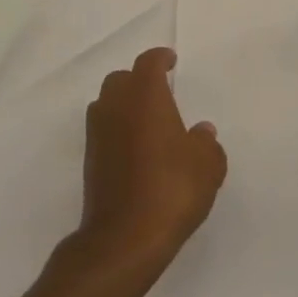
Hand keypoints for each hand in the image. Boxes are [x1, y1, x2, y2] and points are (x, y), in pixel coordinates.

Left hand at [77, 48, 226, 279]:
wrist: (125, 238)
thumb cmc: (171, 189)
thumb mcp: (207, 165)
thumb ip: (206, 143)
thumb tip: (201, 132)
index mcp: (145, 96)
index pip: (148, 63)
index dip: (160, 58)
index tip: (171, 61)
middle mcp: (116, 106)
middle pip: (121, 79)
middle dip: (138, 80)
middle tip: (159, 92)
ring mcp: (98, 133)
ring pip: (107, 103)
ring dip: (124, 104)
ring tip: (147, 121)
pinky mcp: (90, 160)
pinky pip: (103, 130)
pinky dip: (117, 130)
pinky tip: (136, 150)